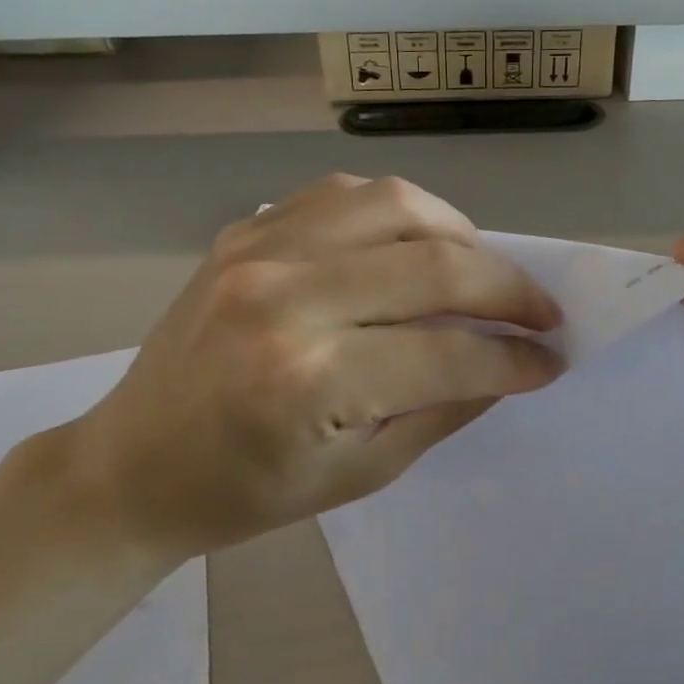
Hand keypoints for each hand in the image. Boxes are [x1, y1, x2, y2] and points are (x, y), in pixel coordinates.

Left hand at [70, 174, 563, 551]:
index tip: (552, 360)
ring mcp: (260, 250)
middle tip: (542, 313)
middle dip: (511, 289)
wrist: (132, 464)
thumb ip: (446, 409)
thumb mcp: (361, 474)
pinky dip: (399, 211)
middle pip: (436, 264)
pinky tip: (413, 244)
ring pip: (397, 203)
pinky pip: (345, 192)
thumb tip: (515, 363)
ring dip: (461, 234)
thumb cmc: (246, 491)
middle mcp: (287, 298)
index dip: (516, 357)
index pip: (450, 352)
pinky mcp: (245, 229)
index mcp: (311, 381)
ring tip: (481, 271)